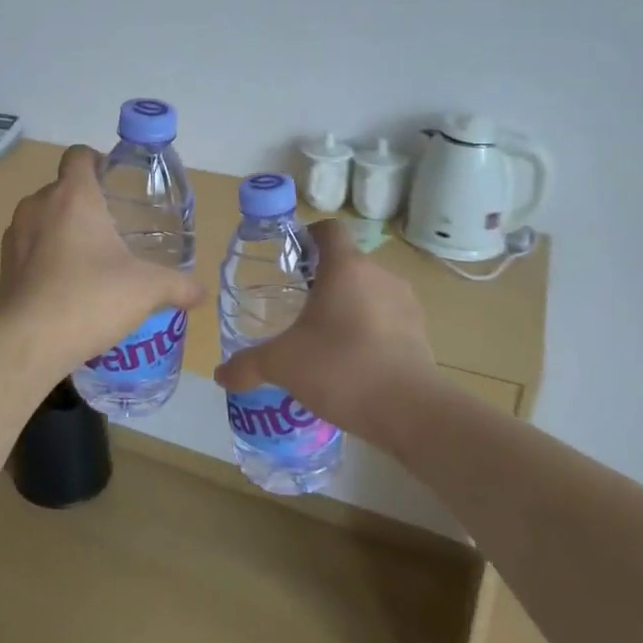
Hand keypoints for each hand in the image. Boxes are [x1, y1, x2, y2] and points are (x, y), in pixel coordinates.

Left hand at [0, 145, 203, 372]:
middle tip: (112, 228)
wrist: (29, 342)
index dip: (96, 161)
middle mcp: (39, 205)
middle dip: (85, 202)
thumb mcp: (146, 290)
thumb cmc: (91, 298)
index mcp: (73, 196)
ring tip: (89, 259)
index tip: (114, 182)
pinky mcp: (4, 264)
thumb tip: (201, 292)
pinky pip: (29, 246)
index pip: (79, 155)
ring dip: (62, 229)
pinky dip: (45, 255)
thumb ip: (178, 286)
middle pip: (62, 188)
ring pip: (42, 217)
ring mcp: (16, 234)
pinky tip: (65, 284)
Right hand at [214, 219, 436, 439]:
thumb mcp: (282, 365)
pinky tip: (353, 362)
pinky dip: (371, 331)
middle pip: (347, 263)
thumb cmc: (340, 368)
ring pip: (370, 291)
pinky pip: (388, 319)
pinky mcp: (421, 333)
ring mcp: (406, 303)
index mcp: (345, 267)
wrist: (410, 411)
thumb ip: (248, 365)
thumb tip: (221, 374)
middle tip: (298, 307)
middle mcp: (379, 275)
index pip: (329, 230)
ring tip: (325, 338)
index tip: (291, 261)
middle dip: (323, 280)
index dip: (308, 238)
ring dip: (349, 306)